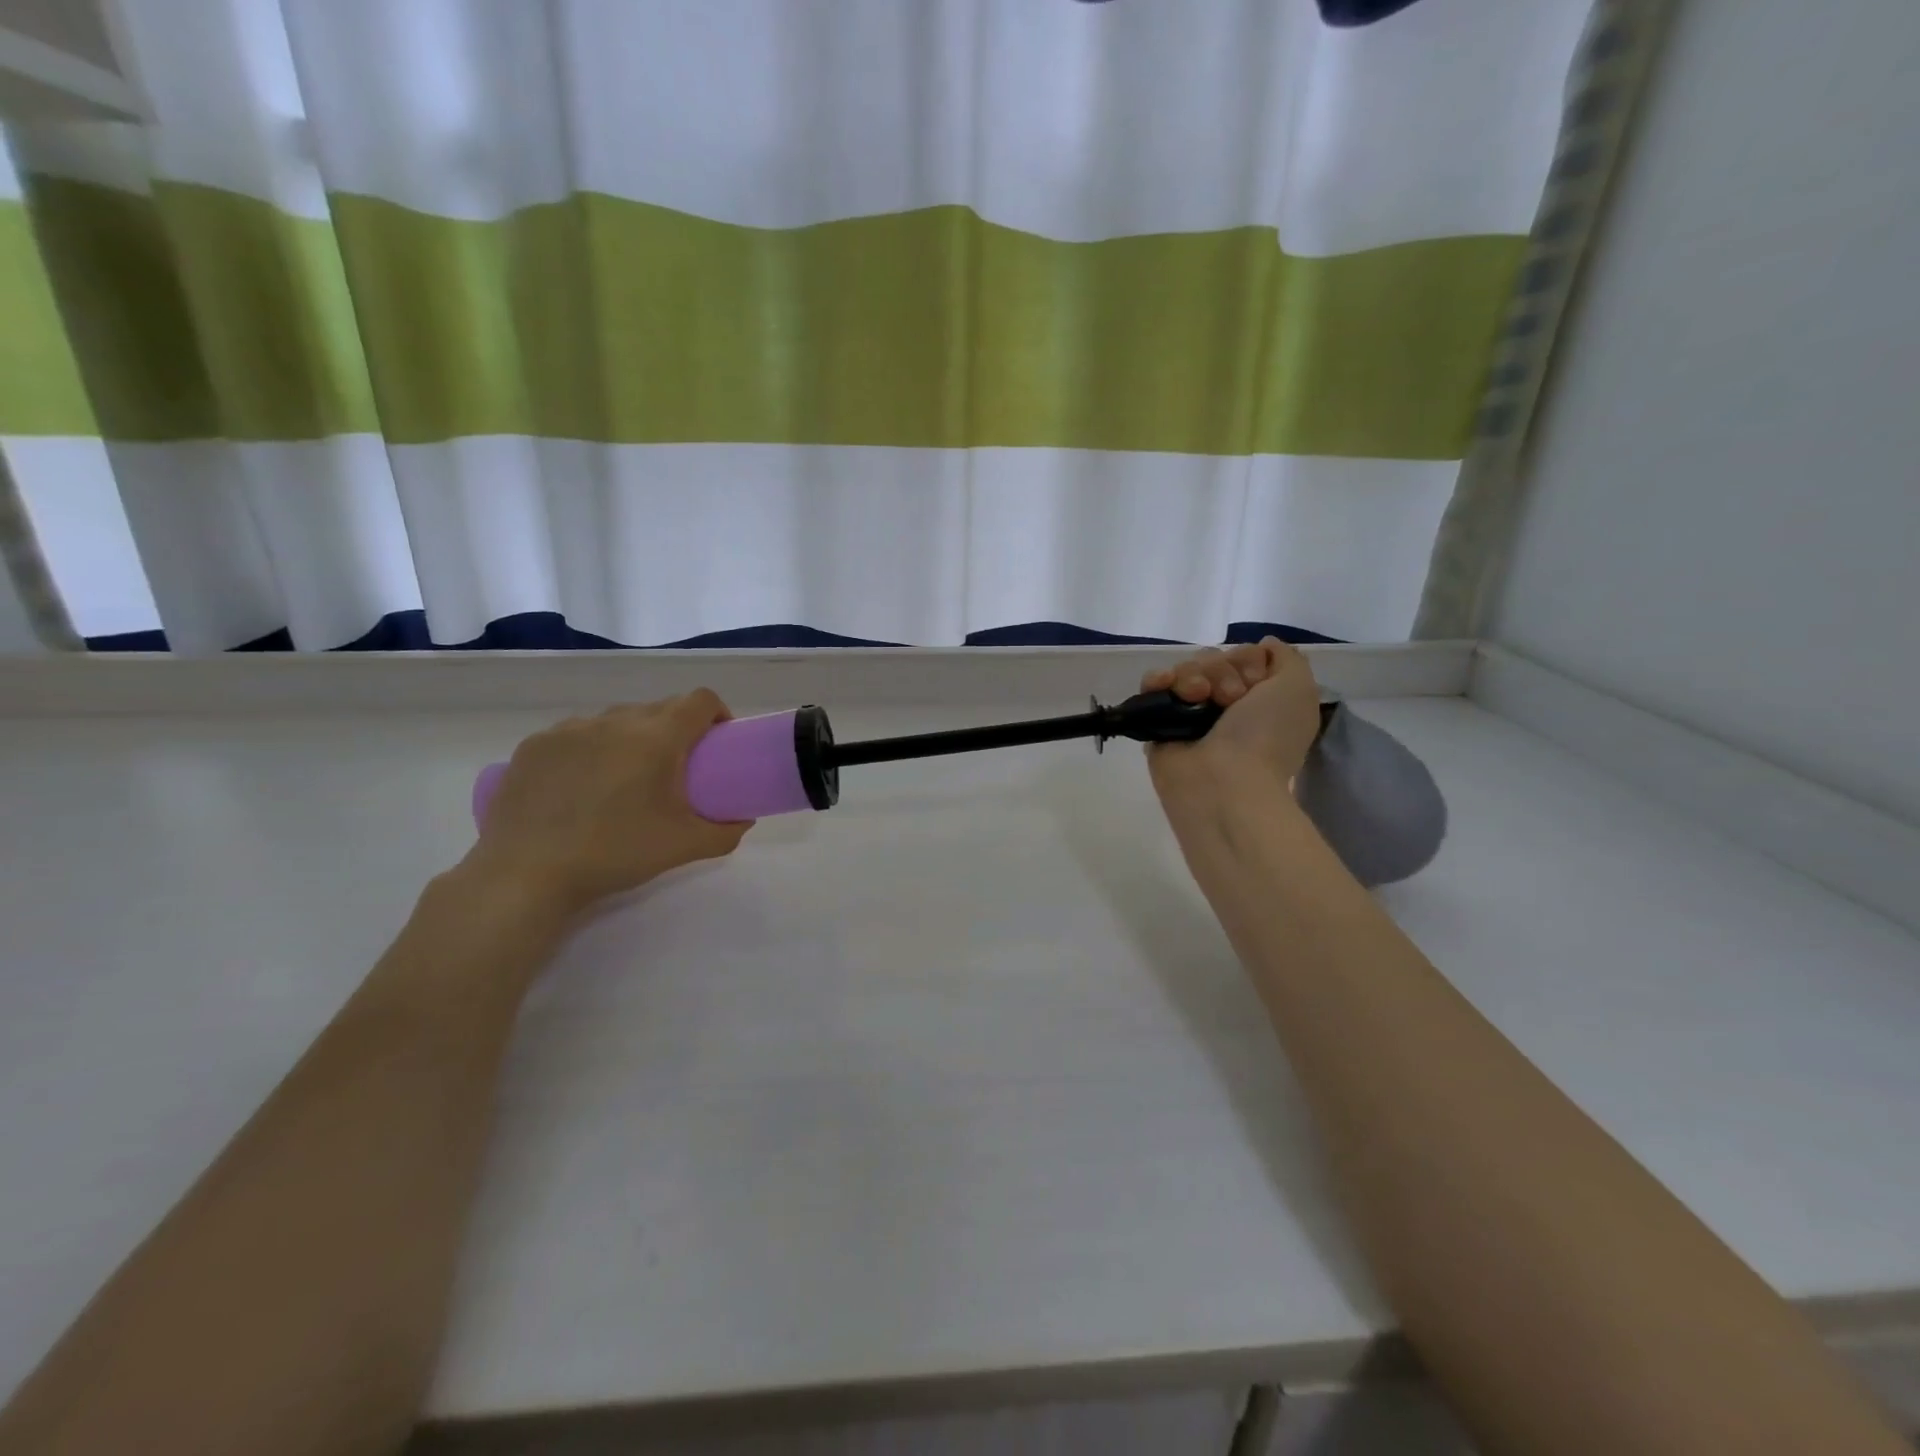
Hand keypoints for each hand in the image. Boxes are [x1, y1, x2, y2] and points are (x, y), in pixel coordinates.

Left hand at [458, 690, 752, 920]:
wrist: (527, 874)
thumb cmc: (615, 853)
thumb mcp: (683, 847)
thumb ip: (725, 832)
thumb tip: (743, 820)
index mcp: (657, 738)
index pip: (700, 700)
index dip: (717, 713)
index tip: (718, 741)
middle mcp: (615, 721)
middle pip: (659, 708)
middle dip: (675, 730)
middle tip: (675, 770)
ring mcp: (569, 729)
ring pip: (616, 719)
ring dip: (632, 737)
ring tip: (624, 778)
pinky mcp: (535, 744)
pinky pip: (577, 734)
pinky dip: (591, 749)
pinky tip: (581, 786)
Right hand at [1141, 638, 1321, 802]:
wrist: (1224, 783)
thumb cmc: (1266, 737)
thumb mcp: (1297, 688)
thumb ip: (1285, 658)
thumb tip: (1262, 646)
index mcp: (1260, 700)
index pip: (1244, 656)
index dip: (1249, 662)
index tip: (1255, 684)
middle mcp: (1225, 706)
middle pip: (1213, 659)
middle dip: (1221, 671)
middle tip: (1230, 700)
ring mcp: (1190, 714)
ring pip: (1185, 669)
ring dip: (1194, 677)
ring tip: (1197, 698)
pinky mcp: (1159, 722)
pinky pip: (1153, 685)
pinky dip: (1158, 679)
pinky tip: (1165, 686)